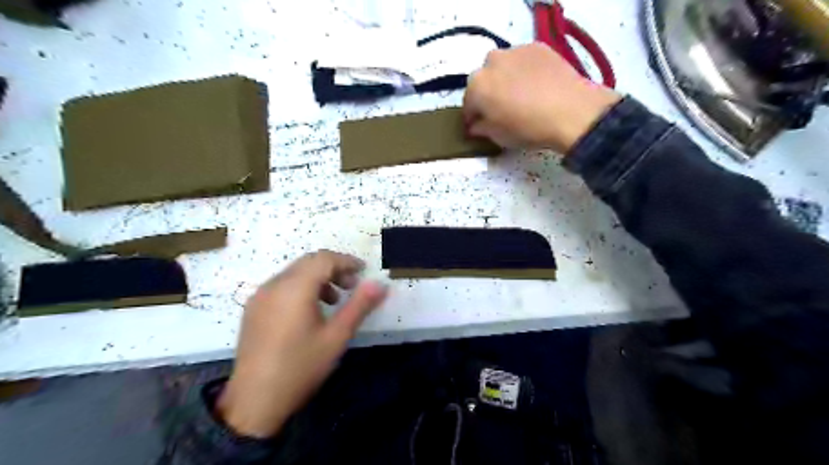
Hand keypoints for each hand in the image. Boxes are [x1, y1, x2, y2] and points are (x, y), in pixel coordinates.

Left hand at [215, 249, 387, 437]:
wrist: (255, 402)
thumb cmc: (301, 367)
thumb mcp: (336, 336)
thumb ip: (360, 306)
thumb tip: (381, 285)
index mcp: (294, 288)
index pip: (324, 259)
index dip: (346, 261)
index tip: (363, 271)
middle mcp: (273, 285)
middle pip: (308, 262)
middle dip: (333, 268)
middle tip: (352, 285)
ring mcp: (259, 296)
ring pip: (294, 273)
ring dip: (317, 278)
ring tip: (334, 300)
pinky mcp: (253, 309)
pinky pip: (281, 285)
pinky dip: (301, 287)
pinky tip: (309, 311)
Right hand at [464, 41, 617, 152]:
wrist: (570, 111)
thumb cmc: (527, 128)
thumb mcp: (498, 137)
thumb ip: (480, 129)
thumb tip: (476, 126)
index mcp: (477, 86)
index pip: (468, 104)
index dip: (472, 118)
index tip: (478, 127)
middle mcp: (491, 62)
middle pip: (484, 81)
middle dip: (488, 94)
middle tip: (501, 110)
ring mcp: (515, 51)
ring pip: (503, 67)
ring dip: (505, 79)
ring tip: (520, 96)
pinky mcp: (537, 47)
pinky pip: (522, 61)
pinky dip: (524, 71)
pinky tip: (536, 86)